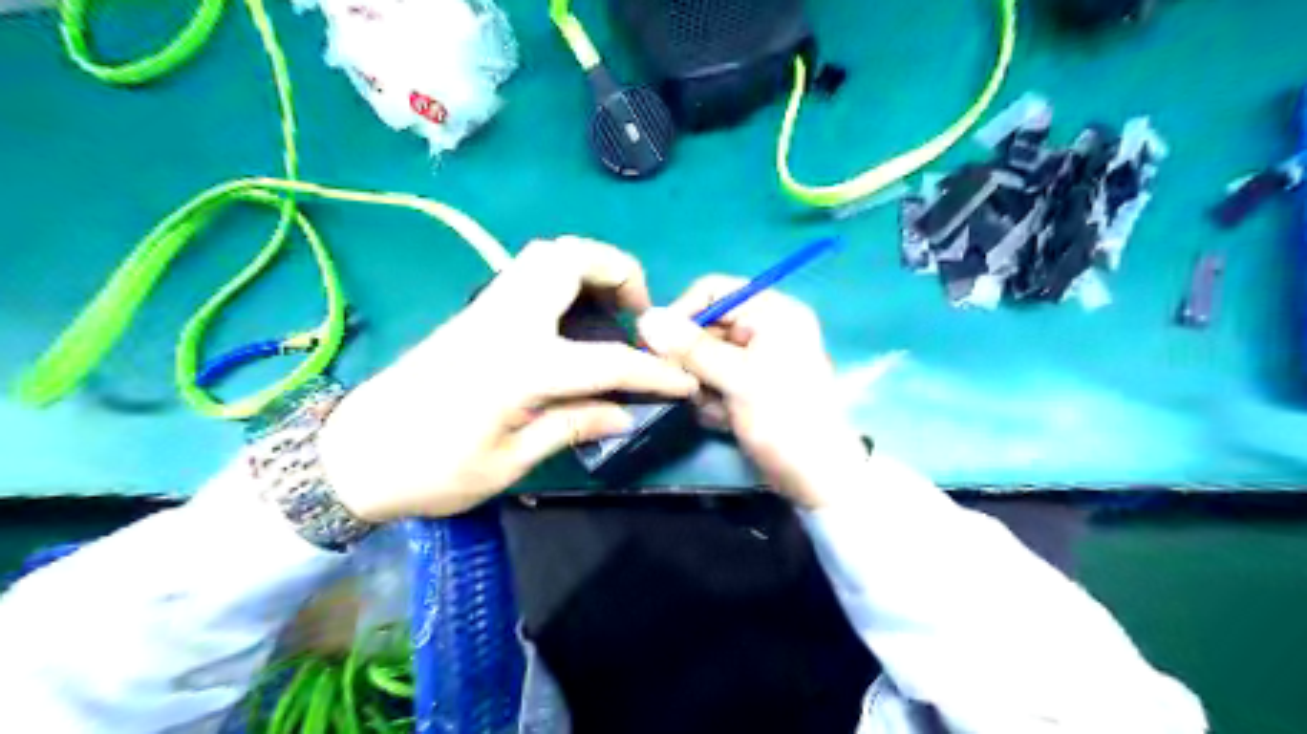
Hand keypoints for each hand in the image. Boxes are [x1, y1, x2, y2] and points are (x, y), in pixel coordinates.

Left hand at [318, 237, 698, 521]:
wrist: (352, 455)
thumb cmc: (432, 470)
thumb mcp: (511, 461)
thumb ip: (573, 426)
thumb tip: (625, 414)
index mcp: (521, 365)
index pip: (608, 360)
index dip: (654, 371)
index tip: (683, 380)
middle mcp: (506, 321)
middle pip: (571, 259)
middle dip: (619, 272)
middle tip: (638, 313)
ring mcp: (487, 308)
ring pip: (546, 253)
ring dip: (590, 266)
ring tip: (610, 308)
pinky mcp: (474, 311)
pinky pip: (529, 271)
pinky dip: (564, 276)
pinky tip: (573, 317)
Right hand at [636, 278, 865, 507]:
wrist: (817, 478)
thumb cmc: (784, 419)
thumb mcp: (737, 379)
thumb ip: (691, 348)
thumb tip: (646, 318)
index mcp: (774, 312)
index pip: (714, 291)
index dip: (682, 312)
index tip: (655, 343)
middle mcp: (766, 328)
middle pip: (708, 326)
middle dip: (692, 359)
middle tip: (686, 386)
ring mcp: (760, 358)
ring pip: (707, 357)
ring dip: (701, 384)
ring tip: (714, 408)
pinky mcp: (753, 385)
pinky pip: (717, 379)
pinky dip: (713, 398)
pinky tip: (724, 419)